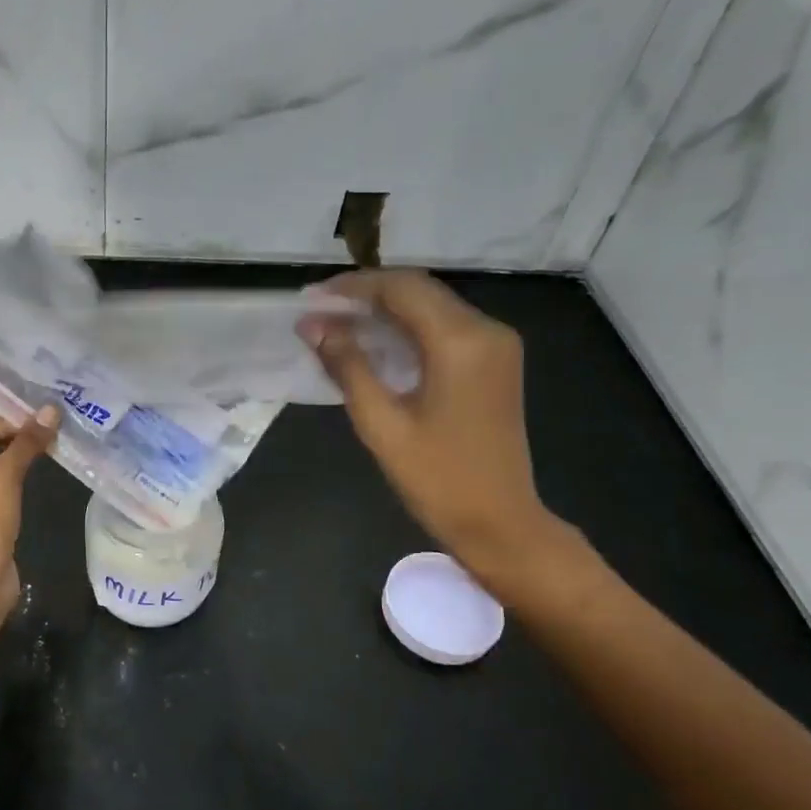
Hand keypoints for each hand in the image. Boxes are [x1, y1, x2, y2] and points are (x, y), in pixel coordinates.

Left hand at [0, 407, 59, 614]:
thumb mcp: (4, 478)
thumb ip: (26, 443)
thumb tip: (51, 410)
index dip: (2, 424)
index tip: (36, 426)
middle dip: (8, 441)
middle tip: (43, 436)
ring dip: (11, 460)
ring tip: (43, 453)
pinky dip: (8, 481)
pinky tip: (30, 478)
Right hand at [300, 271, 566, 590]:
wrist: (499, 522)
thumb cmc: (437, 478)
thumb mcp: (382, 423)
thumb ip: (347, 366)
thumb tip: (312, 326)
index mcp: (461, 341)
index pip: (401, 289)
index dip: (352, 287)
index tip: (311, 299)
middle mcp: (486, 330)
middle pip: (419, 290)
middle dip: (366, 295)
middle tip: (319, 312)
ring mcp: (496, 345)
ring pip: (431, 306)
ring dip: (385, 309)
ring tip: (337, 325)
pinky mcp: (494, 361)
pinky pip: (444, 327)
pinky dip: (406, 327)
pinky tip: (374, 343)